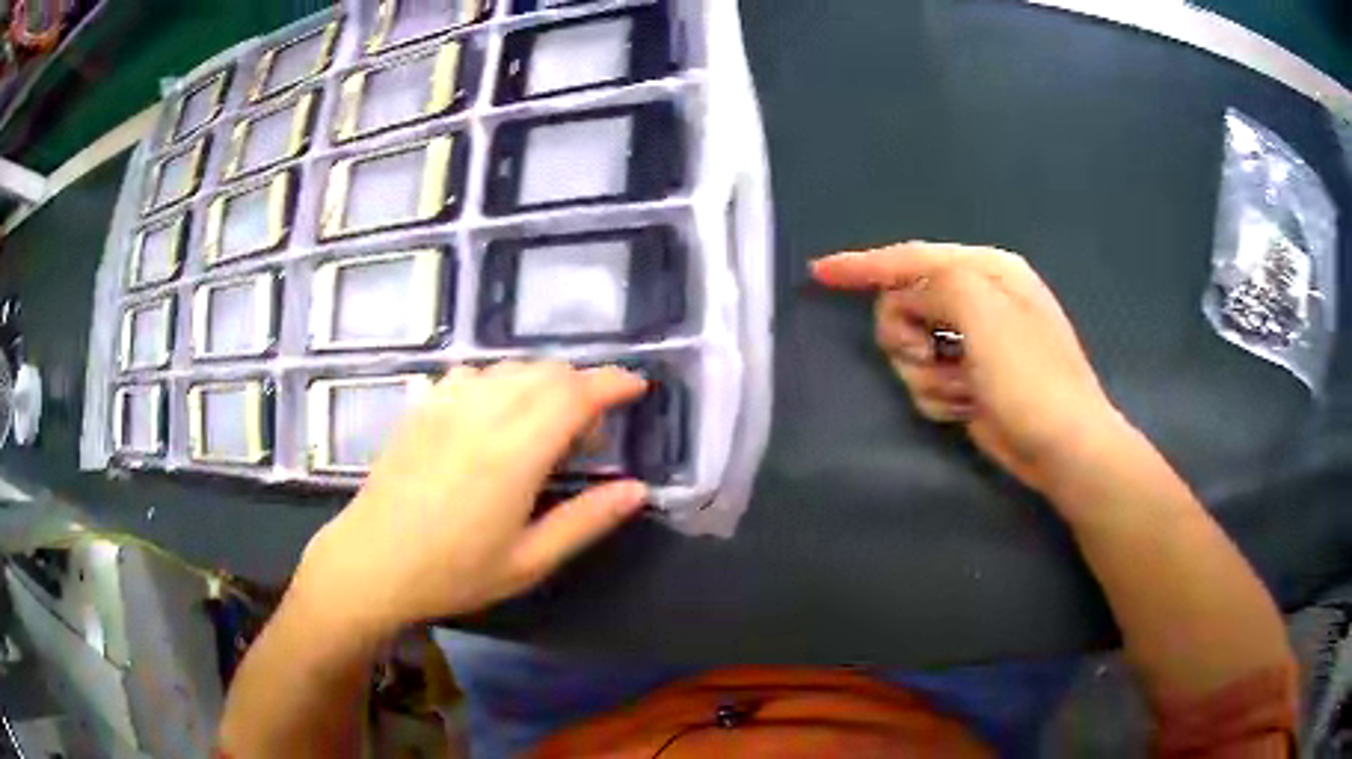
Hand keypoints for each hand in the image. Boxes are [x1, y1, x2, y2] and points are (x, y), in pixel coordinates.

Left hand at [294, 362, 649, 636]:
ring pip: (510, 367)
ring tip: (542, 425)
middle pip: (546, 371)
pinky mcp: (422, 407)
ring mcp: (446, 404)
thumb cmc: (453, 572)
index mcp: (515, 452)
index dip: (612, 383)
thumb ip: (586, 521)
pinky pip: (471, 374)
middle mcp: (482, 413)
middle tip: (586, 434)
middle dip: (581, 386)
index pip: (576, 393)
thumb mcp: (529, 561)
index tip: (637, 388)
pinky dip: (498, 383)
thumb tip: (637, 489)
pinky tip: (492, 416)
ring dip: (541, 383)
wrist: (371, 563)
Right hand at [813, 241, 1129, 492]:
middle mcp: (976, 301)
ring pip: (909, 351)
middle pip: (903, 306)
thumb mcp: (982, 309)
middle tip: (930, 353)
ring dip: (928, 374)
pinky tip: (969, 406)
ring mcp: (972, 345)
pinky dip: (940, 397)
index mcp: (985, 270)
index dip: (863, 265)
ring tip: (964, 388)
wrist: (1063, 446)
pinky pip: (924, 382)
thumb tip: (907, 301)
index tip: (820, 273)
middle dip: (906, 334)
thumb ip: (932, 285)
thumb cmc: (1029, 374)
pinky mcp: (966, 382)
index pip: (911, 258)